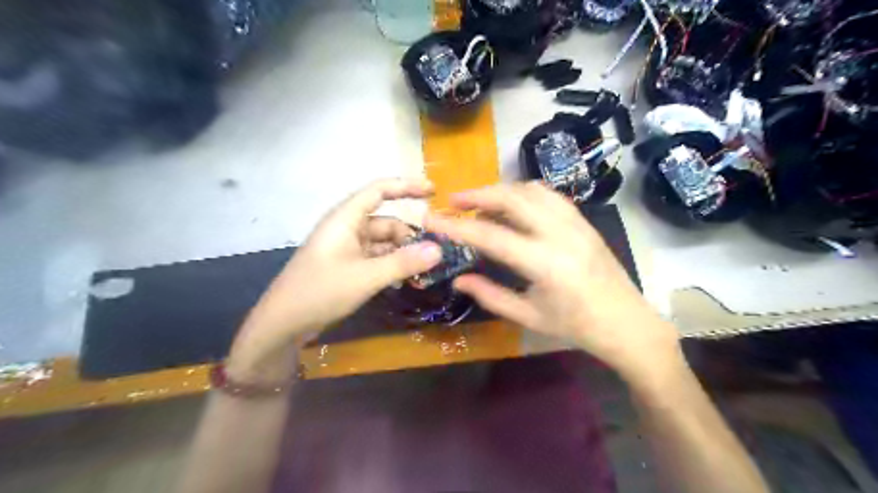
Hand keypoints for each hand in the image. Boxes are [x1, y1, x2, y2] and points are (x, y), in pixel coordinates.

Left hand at [230, 177, 442, 380]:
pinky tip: (406, 281)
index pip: (379, 190)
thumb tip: (439, 250)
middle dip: (410, 236)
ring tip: (424, 273)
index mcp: (346, 218)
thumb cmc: (320, 291)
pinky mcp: (347, 266)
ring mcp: (347, 249)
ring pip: (384, 243)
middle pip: (387, 222)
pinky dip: (392, 266)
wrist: (283, 323)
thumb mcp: (366, 277)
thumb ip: (403, 263)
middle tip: (436, 255)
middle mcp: (347, 228)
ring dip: (403, 255)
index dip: (406, 186)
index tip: (434, 191)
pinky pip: (376, 259)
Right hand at [425, 183, 684, 382]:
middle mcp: (560, 234)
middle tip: (453, 201)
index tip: (432, 219)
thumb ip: (489, 295)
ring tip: (480, 202)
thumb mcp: (528, 316)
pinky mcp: (583, 220)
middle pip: (512, 198)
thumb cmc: (575, 326)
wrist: (625, 322)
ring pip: (531, 189)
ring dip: (501, 190)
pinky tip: (513, 205)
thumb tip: (458, 279)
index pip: (490, 235)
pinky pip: (549, 195)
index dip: (457, 226)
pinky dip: (524, 193)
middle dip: (477, 194)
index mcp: (545, 263)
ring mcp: (575, 223)